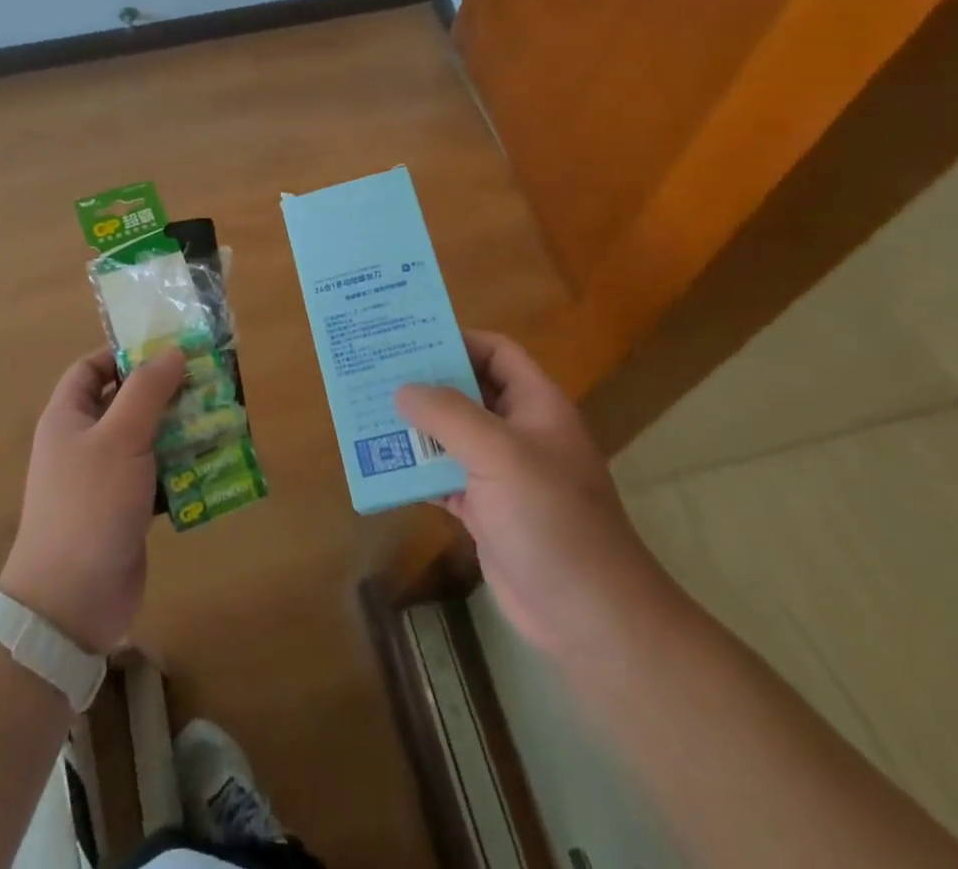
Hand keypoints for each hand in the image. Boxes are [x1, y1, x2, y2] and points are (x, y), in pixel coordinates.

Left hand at [0, 346, 184, 654]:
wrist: (71, 602)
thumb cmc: (90, 505)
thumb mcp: (120, 437)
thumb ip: (147, 390)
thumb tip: (173, 351)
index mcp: (68, 417)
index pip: (91, 368)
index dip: (125, 354)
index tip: (168, 350)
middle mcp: (83, 443)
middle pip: (125, 402)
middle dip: (165, 392)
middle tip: (208, 381)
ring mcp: (104, 479)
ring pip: (146, 440)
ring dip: (179, 430)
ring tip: (220, 418)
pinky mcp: (125, 511)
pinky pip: (156, 477)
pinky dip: (181, 469)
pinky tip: (214, 463)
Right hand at [397, 332, 672, 661]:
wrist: (589, 618)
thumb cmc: (551, 520)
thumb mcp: (499, 454)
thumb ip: (448, 415)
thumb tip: (403, 389)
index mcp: (536, 406)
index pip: (497, 352)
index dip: (458, 340)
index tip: (410, 339)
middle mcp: (519, 433)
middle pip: (468, 392)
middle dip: (426, 383)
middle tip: (376, 371)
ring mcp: (502, 475)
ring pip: (451, 436)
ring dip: (415, 427)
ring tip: (368, 412)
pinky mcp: (486, 512)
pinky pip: (444, 478)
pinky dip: (417, 471)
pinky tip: (382, 464)